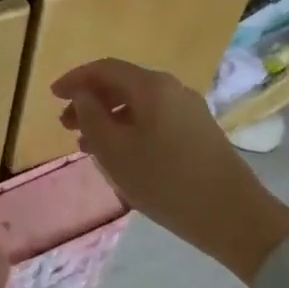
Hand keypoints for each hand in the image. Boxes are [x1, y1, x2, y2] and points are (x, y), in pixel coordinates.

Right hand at [52, 58, 288, 283]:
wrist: (236, 218)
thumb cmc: (166, 181)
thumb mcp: (115, 151)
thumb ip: (91, 117)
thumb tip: (83, 96)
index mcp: (150, 86)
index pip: (104, 69)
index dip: (75, 79)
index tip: (52, 95)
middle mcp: (171, 88)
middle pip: (122, 84)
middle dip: (90, 100)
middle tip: (66, 124)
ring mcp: (189, 109)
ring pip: (138, 103)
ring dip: (109, 117)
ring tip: (88, 145)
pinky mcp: (199, 131)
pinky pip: (154, 117)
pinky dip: (129, 127)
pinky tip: (121, 153)